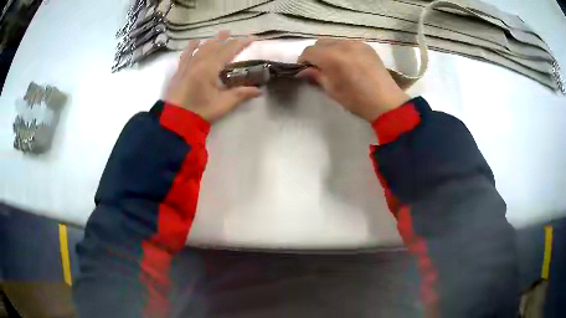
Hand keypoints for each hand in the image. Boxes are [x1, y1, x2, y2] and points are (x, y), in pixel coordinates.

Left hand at [164, 31, 260, 121]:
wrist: (175, 121)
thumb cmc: (200, 112)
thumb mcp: (223, 104)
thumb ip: (240, 94)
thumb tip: (258, 90)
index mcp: (209, 67)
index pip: (228, 50)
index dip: (241, 43)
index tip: (252, 38)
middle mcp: (198, 62)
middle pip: (215, 46)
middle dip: (227, 39)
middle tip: (236, 34)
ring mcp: (187, 65)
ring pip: (201, 48)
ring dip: (212, 40)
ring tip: (220, 34)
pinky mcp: (179, 71)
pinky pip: (186, 54)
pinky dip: (191, 47)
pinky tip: (195, 42)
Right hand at [298, 39, 409, 121]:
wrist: (386, 102)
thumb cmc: (356, 100)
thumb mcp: (332, 90)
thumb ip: (316, 76)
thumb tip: (303, 71)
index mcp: (332, 57)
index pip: (309, 51)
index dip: (304, 61)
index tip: (305, 71)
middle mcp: (343, 44)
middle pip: (320, 43)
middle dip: (316, 54)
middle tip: (319, 69)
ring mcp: (356, 43)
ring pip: (334, 41)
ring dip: (329, 51)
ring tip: (335, 65)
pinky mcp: (366, 46)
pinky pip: (347, 43)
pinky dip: (342, 50)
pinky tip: (348, 63)